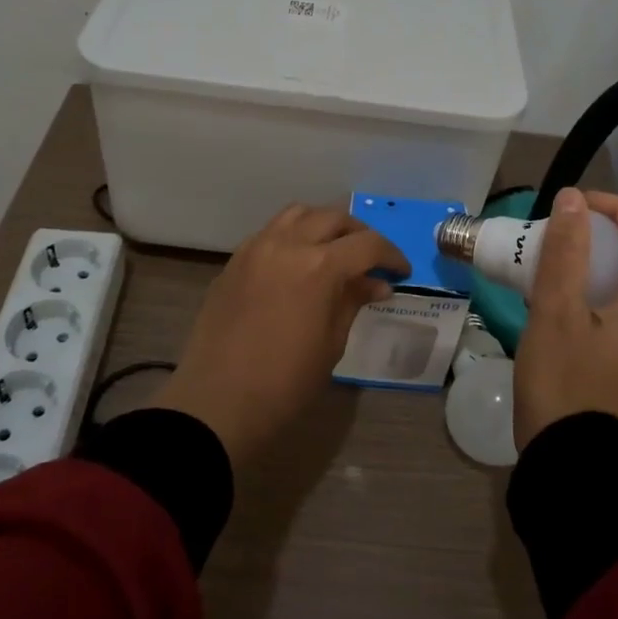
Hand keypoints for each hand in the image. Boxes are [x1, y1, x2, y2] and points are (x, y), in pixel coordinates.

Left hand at [153, 204, 410, 464]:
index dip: (391, 255)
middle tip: (371, 260)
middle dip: (359, 235)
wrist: (217, 404)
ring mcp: (256, 248)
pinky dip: (292, 235)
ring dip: (323, 225)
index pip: (367, 244)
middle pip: (333, 218)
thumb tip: (375, 284)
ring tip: (334, 251)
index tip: (400, 272)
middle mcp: (288, 244)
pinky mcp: (235, 260)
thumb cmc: (284, 384)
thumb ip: (353, 302)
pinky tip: (298, 262)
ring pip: (298, 214)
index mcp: (319, 266)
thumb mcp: (331, 344)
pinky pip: (270, 232)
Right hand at [513, 188, 617, 449]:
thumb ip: (566, 251)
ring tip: (552, 266)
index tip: (576, 203)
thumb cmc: (564, 383)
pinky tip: (558, 308)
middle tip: (559, 233)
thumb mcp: (555, 311)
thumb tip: (574, 198)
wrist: (572, 470)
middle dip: (602, 235)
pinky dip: (595, 296)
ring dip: (596, 266)